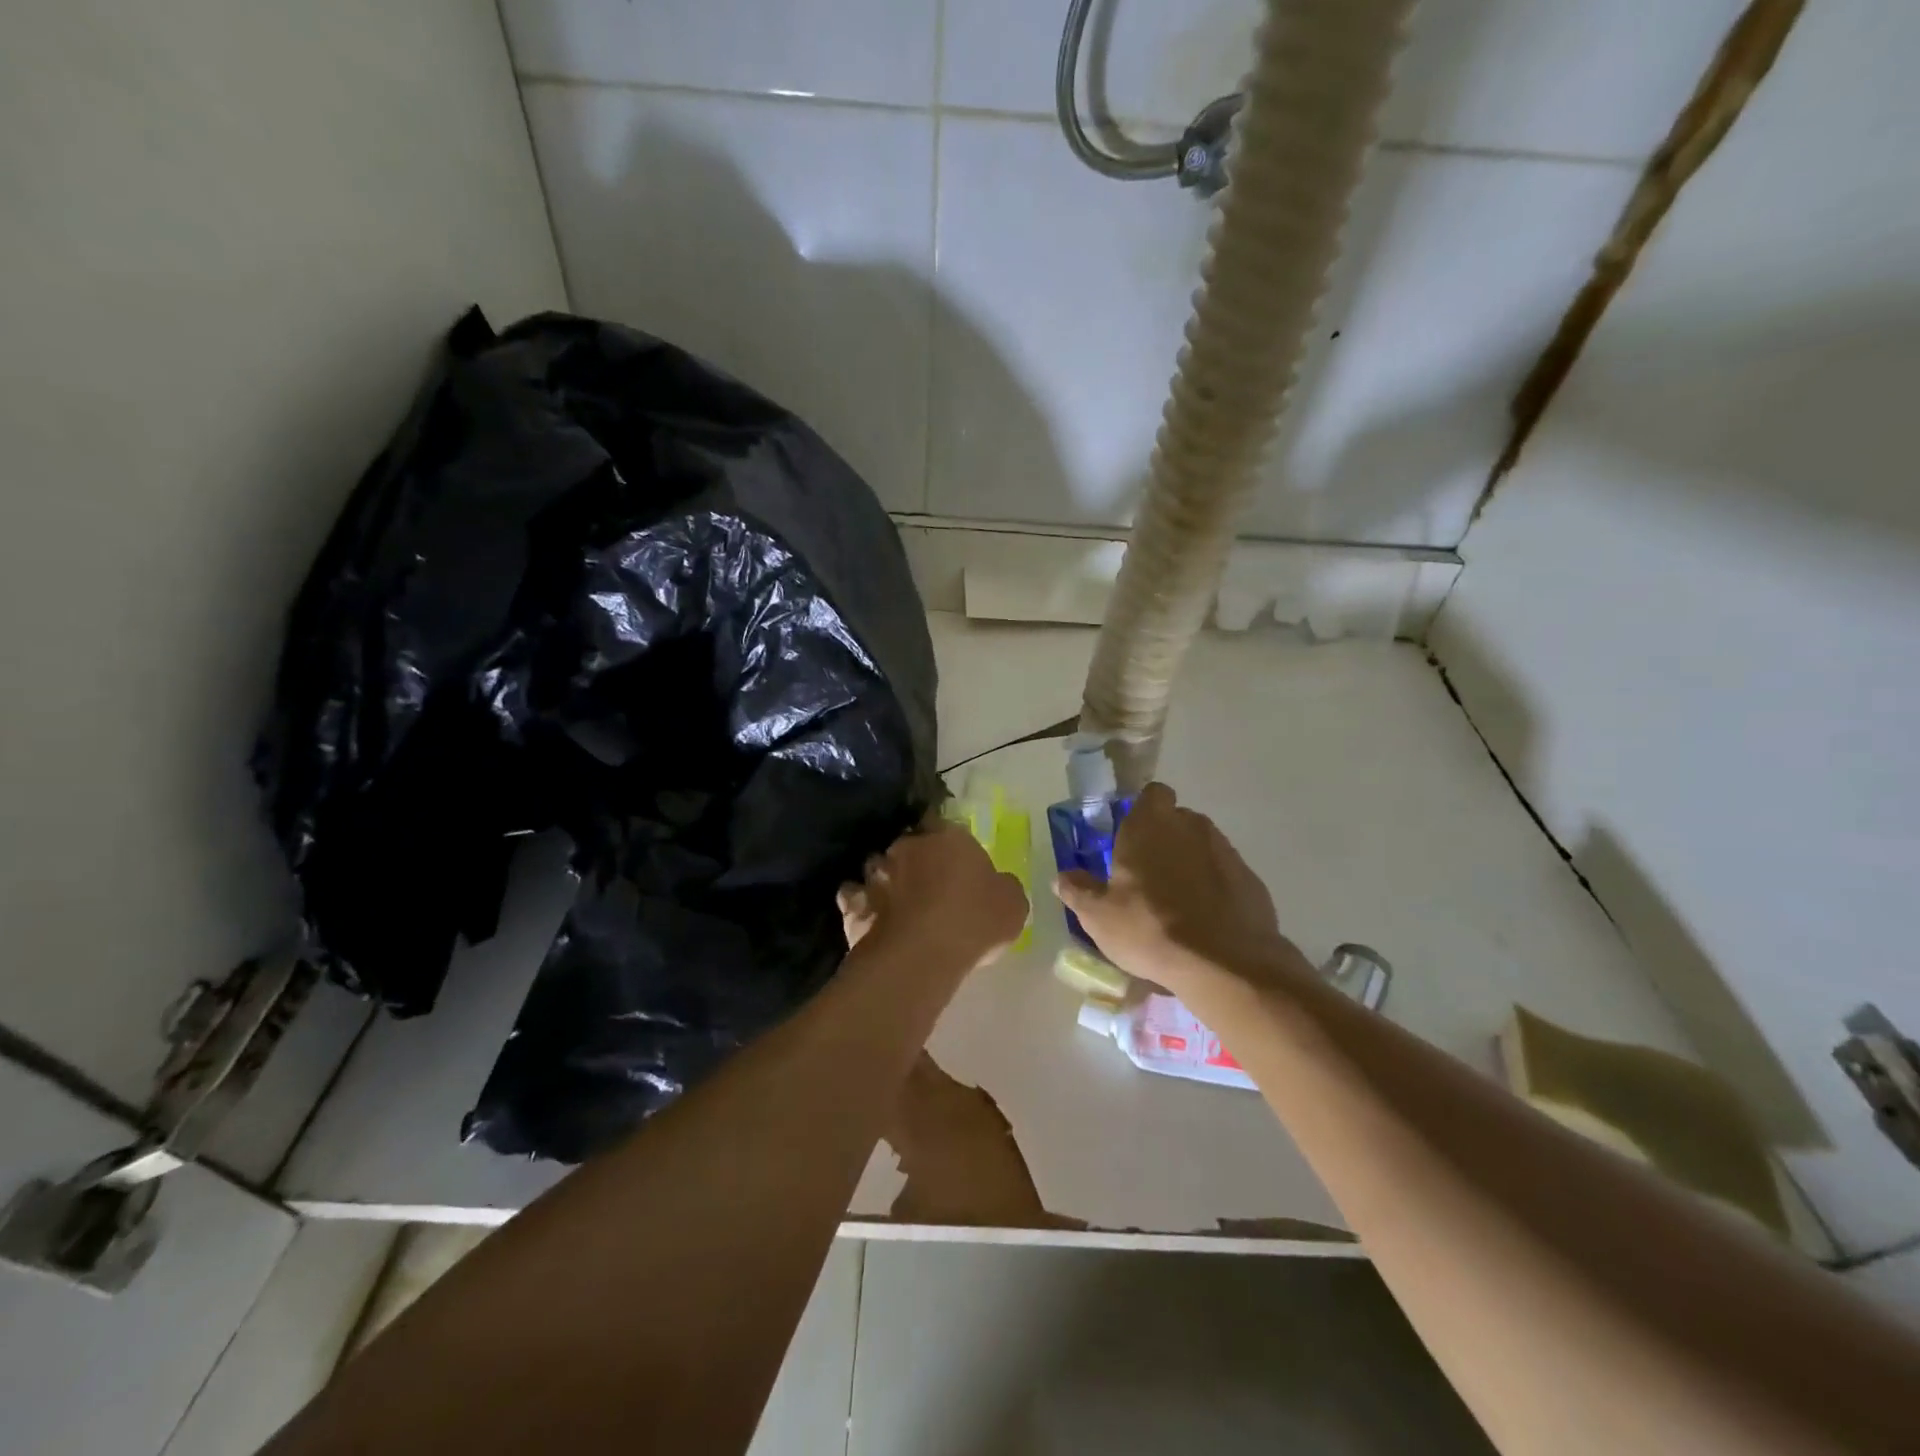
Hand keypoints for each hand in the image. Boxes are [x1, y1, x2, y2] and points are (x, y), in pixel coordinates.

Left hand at [838, 818, 1028, 971]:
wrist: (921, 954)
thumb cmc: (975, 920)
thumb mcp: (1013, 903)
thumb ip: (1003, 886)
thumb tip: (997, 885)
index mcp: (948, 836)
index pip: (941, 822)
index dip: (946, 841)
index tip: (953, 860)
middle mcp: (907, 846)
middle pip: (908, 846)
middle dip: (914, 861)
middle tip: (928, 886)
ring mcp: (876, 874)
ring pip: (878, 868)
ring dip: (886, 881)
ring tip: (898, 905)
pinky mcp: (854, 904)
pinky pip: (856, 898)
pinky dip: (862, 906)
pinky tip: (873, 921)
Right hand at [1052, 782, 1308, 990]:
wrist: (1225, 963)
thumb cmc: (1149, 928)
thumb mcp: (1098, 916)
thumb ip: (1078, 890)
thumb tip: (1063, 876)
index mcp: (1149, 825)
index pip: (1151, 794)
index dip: (1142, 811)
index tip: (1129, 838)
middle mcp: (1190, 826)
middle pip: (1176, 820)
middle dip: (1163, 839)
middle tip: (1146, 875)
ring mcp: (1225, 851)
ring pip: (1201, 846)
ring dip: (1189, 863)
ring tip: (1175, 902)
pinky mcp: (1251, 879)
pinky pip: (1224, 874)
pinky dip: (1214, 888)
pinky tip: (1204, 920)